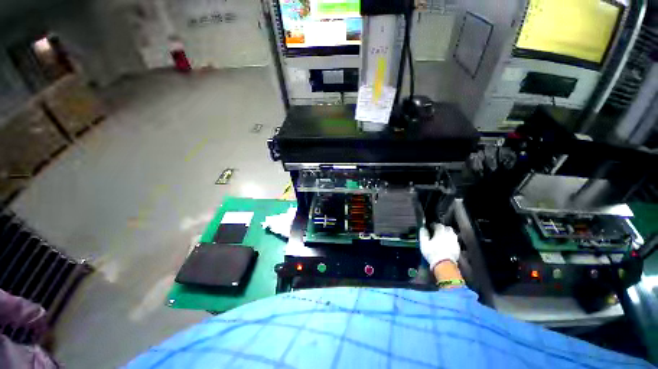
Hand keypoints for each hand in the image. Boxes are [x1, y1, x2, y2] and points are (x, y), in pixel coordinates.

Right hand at [419, 223, 459, 270]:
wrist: (444, 263)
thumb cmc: (432, 253)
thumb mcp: (424, 245)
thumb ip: (423, 235)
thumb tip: (423, 228)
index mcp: (441, 232)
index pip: (438, 225)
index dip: (434, 226)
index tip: (431, 228)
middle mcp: (449, 234)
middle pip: (447, 228)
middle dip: (443, 229)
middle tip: (439, 233)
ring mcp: (454, 240)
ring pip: (452, 234)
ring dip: (448, 235)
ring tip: (444, 239)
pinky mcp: (457, 247)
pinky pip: (455, 241)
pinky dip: (452, 242)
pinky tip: (449, 246)